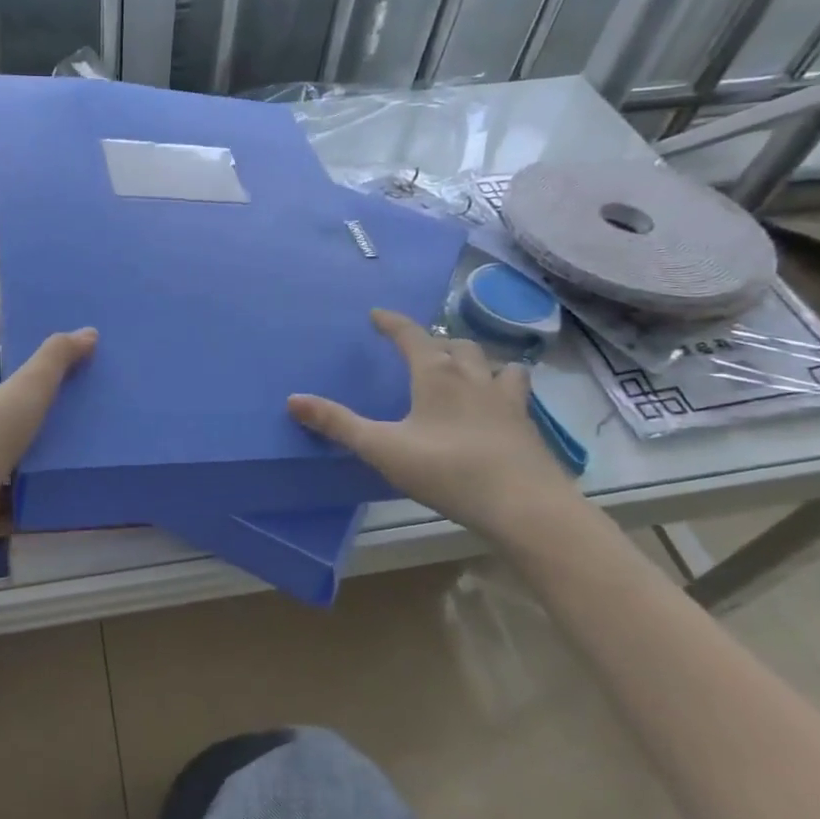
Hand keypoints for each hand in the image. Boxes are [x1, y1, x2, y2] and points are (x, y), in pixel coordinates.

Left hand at [0, 328, 96, 544]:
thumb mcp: (27, 388)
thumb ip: (56, 360)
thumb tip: (89, 331)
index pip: (18, 391)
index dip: (46, 383)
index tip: (84, 379)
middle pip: (26, 429)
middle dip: (57, 426)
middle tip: (103, 422)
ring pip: (28, 468)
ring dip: (54, 465)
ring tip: (100, 461)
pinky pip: (29, 504)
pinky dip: (49, 501)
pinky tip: (80, 498)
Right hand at [288, 309, 576, 540]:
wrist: (522, 504)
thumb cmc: (447, 470)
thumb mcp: (382, 448)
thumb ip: (338, 424)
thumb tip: (293, 399)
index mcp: (436, 375)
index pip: (412, 336)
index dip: (393, 323)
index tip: (378, 314)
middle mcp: (473, 377)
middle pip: (456, 344)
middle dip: (435, 341)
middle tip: (419, 349)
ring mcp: (506, 399)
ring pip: (492, 362)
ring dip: (475, 359)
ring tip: (464, 370)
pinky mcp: (526, 424)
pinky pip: (516, 391)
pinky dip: (503, 386)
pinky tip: (497, 404)